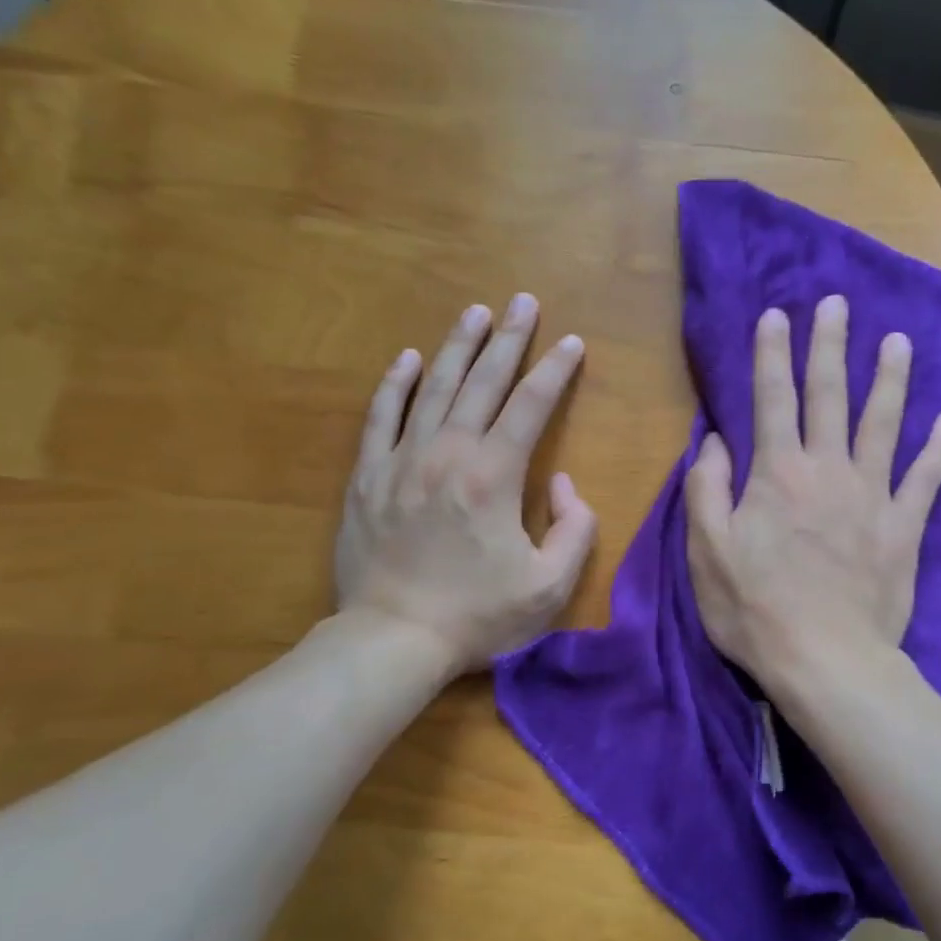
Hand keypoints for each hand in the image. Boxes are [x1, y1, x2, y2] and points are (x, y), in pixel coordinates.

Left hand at [334, 294, 595, 672]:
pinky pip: (381, 417)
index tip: (572, 342)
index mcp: (495, 476)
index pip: (532, 406)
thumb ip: (574, 529)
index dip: (556, 371)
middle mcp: (448, 454)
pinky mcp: (366, 477)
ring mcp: (401, 461)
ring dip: (457, 347)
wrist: (393, 639)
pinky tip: (408, 358)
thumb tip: (563, 484)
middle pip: (484, 383)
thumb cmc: (478, 616)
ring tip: (475, 312)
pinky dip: (395, 385)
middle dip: (509, 339)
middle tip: (523, 301)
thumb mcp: (550, 586)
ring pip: (433, 388)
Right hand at [686, 295, 940, 692]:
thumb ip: (706, 490)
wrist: (826, 661)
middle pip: (829, 396)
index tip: (776, 315)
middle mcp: (828, 469)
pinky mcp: (904, 527)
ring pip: (883, 424)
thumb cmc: (755, 608)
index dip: (772, 354)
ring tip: (898, 341)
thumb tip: (714, 441)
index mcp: (778, 473)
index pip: (772, 399)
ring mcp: (872, 496)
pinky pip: (927, 478)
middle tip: (838, 304)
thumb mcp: (707, 551)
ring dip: (890, 379)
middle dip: (830, 346)